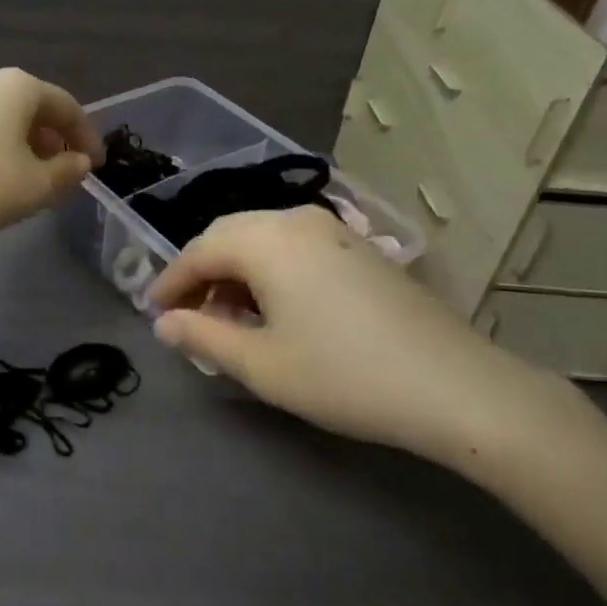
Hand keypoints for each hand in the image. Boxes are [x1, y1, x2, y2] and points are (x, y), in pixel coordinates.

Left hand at [0, 69, 104, 241]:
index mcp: (18, 87)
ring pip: (1, 117)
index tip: (94, 167)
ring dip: (21, 145)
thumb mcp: (33, 187)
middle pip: (32, 107)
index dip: (87, 137)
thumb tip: (78, 162)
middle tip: (60, 174)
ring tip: (24, 179)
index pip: (68, 106)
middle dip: (52, 141)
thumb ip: (66, 173)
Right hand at [146, 207, 585, 472]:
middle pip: (228, 235)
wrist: (453, 386)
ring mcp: (333, 230)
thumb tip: (163, 324)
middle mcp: (295, 219)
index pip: (198, 251)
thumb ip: (202, 337)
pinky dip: (268, 271)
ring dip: (235, 272)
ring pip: (262, 239)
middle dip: (200, 274)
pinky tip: (273, 309)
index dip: (170, 282)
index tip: (153, 314)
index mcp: (265, 239)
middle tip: (186, 316)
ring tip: (228, 319)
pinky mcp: (358, 248)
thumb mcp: (262, 364)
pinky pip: (294, 247)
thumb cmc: (344, 375)